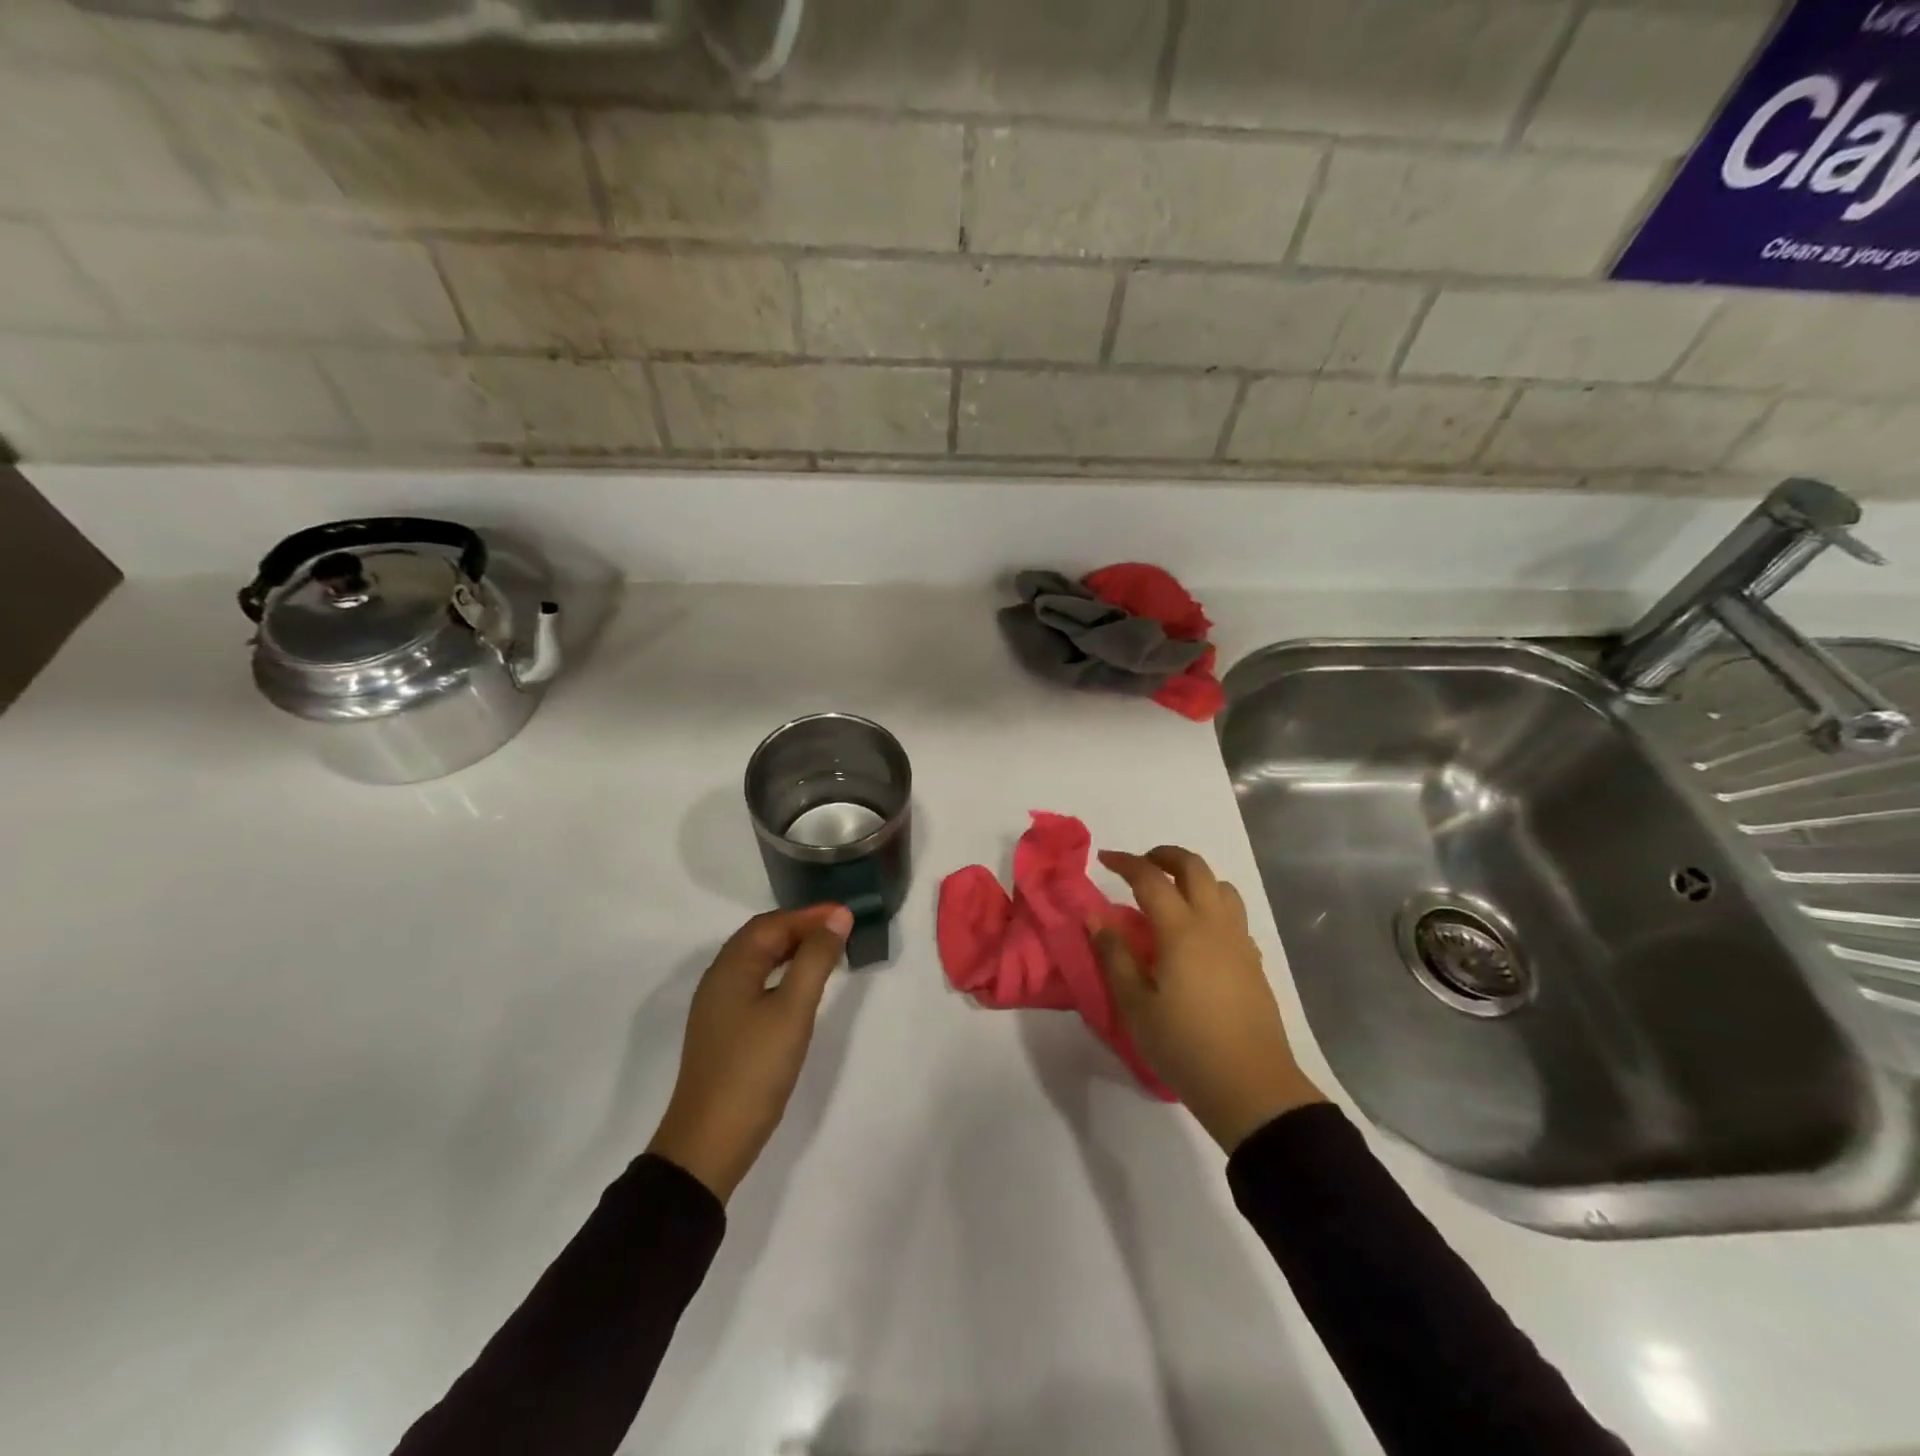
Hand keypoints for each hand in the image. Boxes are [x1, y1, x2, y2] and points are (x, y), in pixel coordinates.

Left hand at [646, 905, 851, 1202]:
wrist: (709, 1143)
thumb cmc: (754, 1070)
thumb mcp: (793, 1010)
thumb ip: (816, 959)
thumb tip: (838, 916)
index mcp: (730, 967)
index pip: (773, 923)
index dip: (810, 915)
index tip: (847, 914)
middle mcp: (718, 979)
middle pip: (762, 938)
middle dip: (801, 928)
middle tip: (841, 931)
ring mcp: (717, 1007)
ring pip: (758, 961)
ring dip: (792, 950)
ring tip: (828, 954)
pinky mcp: (723, 1030)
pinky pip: (755, 983)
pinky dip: (782, 973)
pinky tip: (800, 990)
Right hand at [1093, 846, 1324, 1152]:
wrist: (1251, 1088)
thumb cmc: (1185, 1046)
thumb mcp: (1135, 1006)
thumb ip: (1114, 956)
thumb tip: (1096, 917)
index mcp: (1181, 930)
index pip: (1151, 878)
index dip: (1126, 862)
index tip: (1104, 859)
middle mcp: (1214, 924)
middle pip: (1195, 868)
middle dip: (1165, 856)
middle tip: (1140, 866)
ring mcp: (1239, 942)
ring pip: (1221, 887)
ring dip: (1194, 878)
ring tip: (1171, 895)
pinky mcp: (1254, 962)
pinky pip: (1234, 915)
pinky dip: (1212, 905)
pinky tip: (1197, 933)